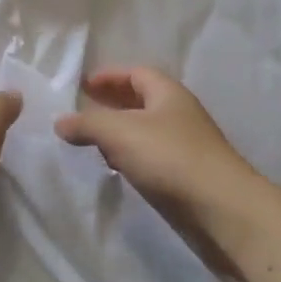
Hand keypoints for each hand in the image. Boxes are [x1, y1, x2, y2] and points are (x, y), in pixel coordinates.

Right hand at [54, 67, 267, 269]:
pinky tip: (117, 167)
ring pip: (146, 130)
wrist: (220, 208)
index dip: (109, 76)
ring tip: (92, 140)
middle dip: (112, 103)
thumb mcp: (120, 132)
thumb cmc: (170, 157)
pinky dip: (131, 155)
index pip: (137, 73)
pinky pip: (152, 156)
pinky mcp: (186, 175)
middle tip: (83, 111)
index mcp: (168, 93)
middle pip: (141, 100)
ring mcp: (185, 145)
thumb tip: (60, 121)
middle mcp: (179, 113)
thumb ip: (88, 123)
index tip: (82, 86)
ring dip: (120, 132)